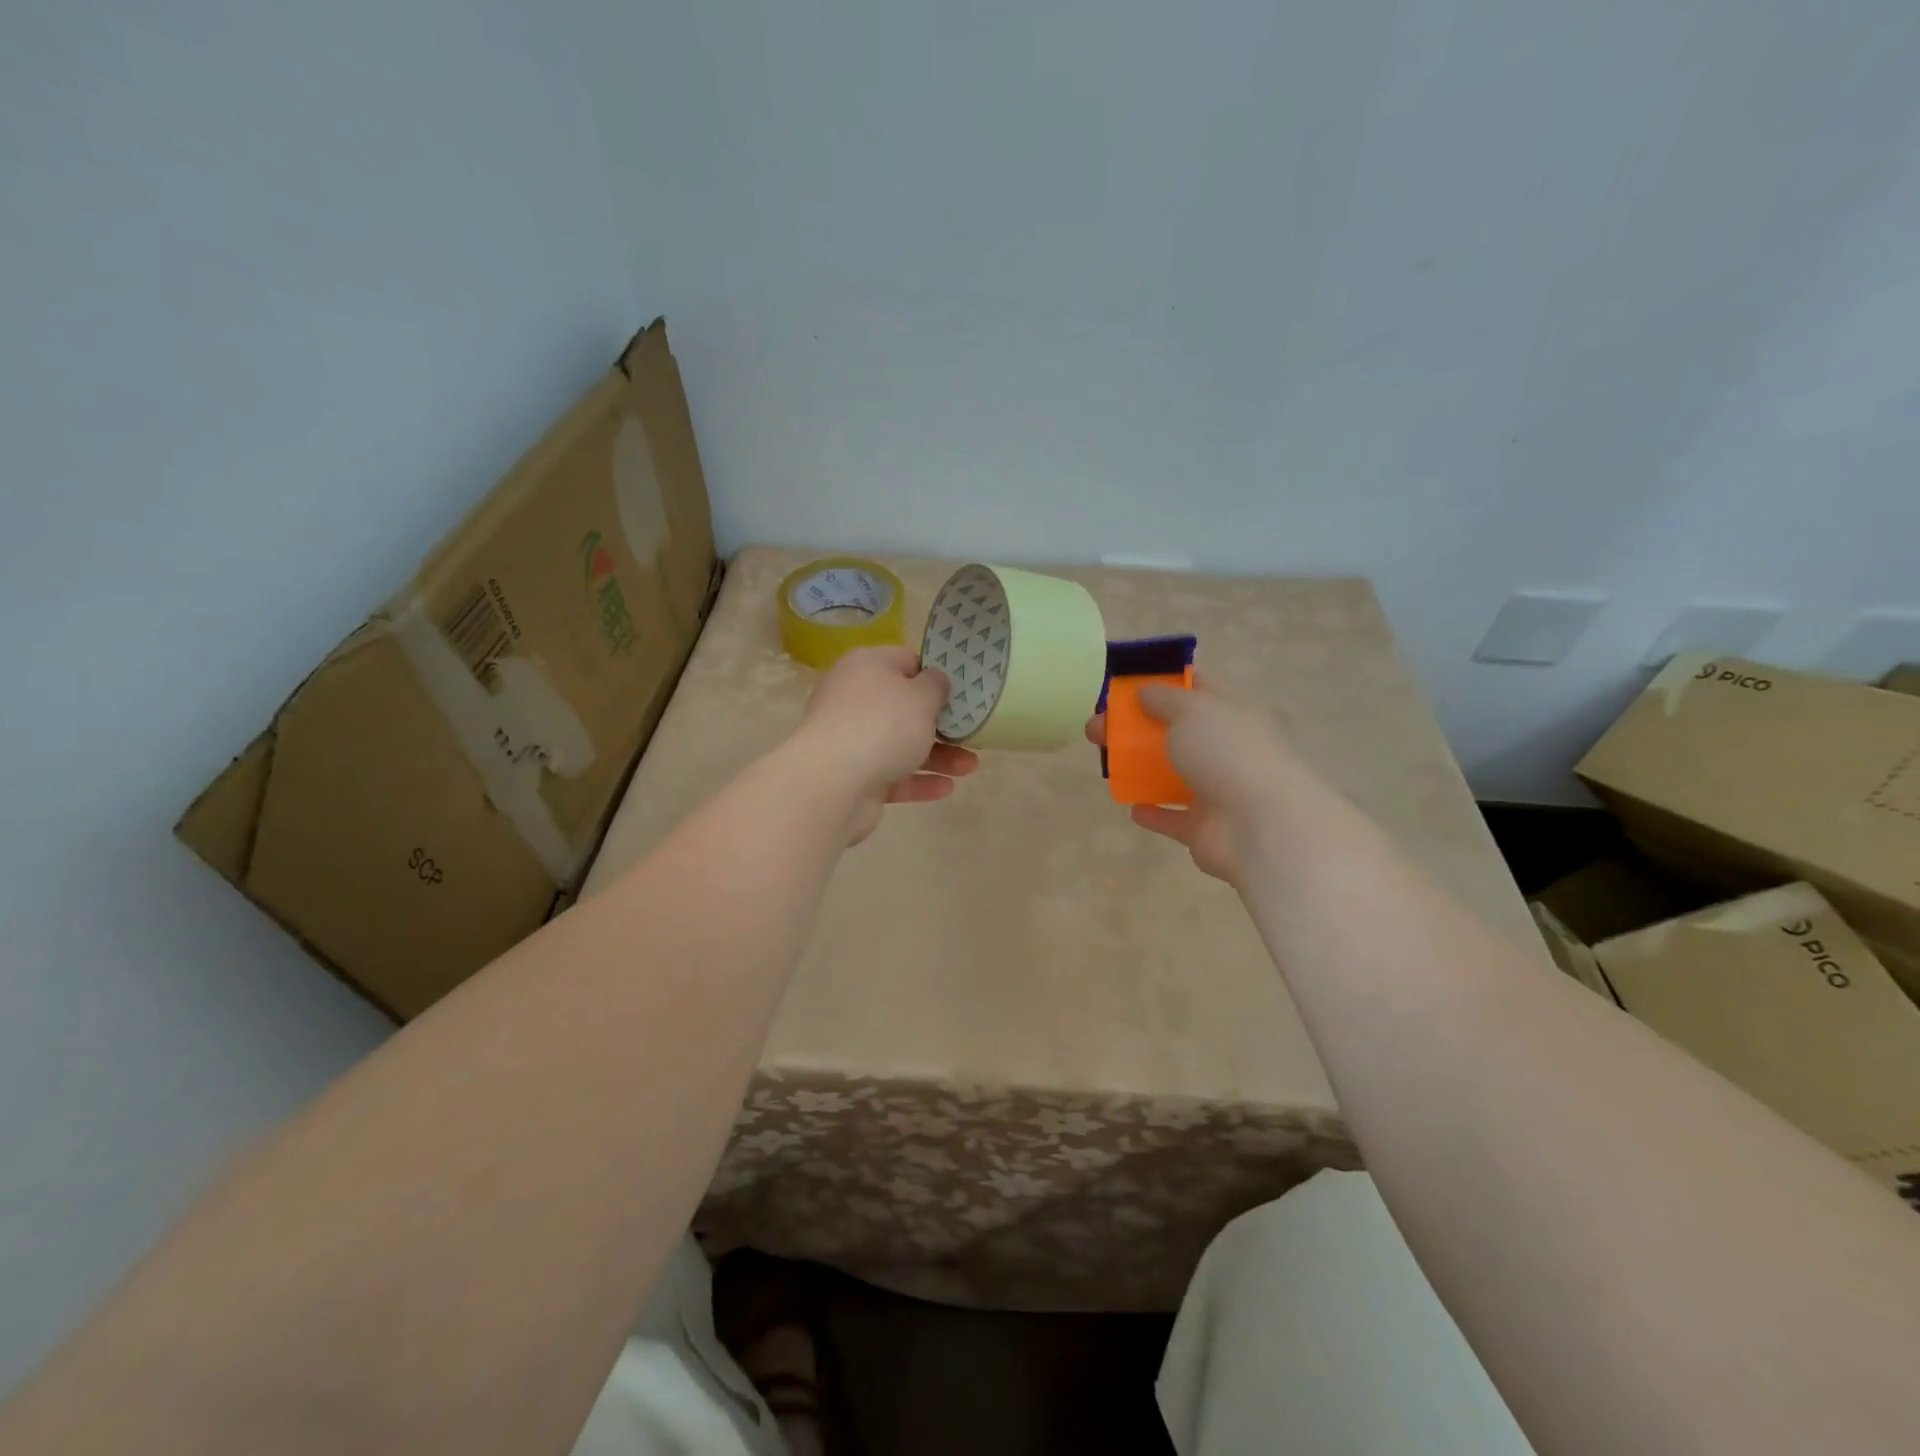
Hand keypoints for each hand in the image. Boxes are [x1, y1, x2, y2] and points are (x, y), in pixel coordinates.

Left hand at [794, 646, 978, 843]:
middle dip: (941, 722)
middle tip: (972, 731)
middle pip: (904, 707)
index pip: (905, 661)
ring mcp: (852, 739)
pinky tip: (947, 788)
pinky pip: (893, 775)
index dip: (934, 674)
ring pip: (902, 744)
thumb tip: (934, 680)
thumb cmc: (883, 724)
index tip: (962, 691)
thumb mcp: (921, 696)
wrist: (834, 783)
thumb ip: (935, 685)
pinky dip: (919, 780)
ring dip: (938, 755)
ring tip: (971, 767)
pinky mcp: (854, 776)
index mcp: (866, 667)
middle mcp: (854, 699)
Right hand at [1086, 676, 1301, 885]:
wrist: (1259, 825)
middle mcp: (1227, 747)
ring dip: (1140, 768)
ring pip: (1172, 773)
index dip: (1163, 681)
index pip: (1197, 686)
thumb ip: (1164, 698)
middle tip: (1097, 728)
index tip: (1126, 684)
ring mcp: (1218, 788)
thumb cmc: (1227, 753)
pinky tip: (1133, 807)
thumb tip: (1145, 691)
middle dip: (1136, 727)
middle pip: (1175, 731)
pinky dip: (1154, 812)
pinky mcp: (1205, 827)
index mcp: (1232, 711)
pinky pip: (1173, 817)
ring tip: (1104, 764)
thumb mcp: (1192, 709)